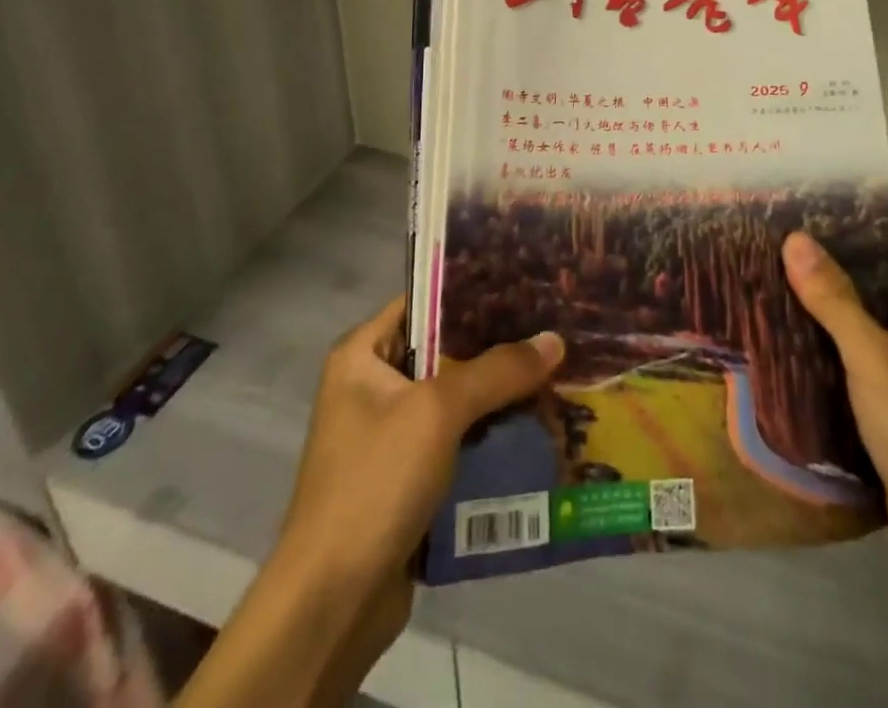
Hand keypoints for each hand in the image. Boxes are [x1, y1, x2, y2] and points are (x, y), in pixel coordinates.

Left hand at [179, 297, 562, 707]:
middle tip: (552, 328)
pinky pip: (456, 437)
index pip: (425, 301)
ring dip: (498, 392)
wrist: (331, 603)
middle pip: (445, 349)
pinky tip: (535, 424)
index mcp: (363, 353)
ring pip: (455, 396)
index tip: (527, 284)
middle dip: (497, 345)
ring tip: (556, 371)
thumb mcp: (438, 411)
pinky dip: (489, 432)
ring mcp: (389, 432)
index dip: (475, 290)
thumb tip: (555, 339)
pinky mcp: (406, 475)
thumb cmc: (375, 481)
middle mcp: (373, 384)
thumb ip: (497, 370)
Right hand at [782, 231, 887, 568]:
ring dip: (821, 298)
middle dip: (826, 258)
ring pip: (860, 313)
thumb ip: (834, 298)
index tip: (798, 205)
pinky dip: (825, 335)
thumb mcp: (874, 357)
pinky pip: (855, 347)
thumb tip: (793, 238)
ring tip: (767, 272)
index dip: (849, 220)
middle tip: (770, 237)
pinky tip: (785, 327)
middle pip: (872, 275)